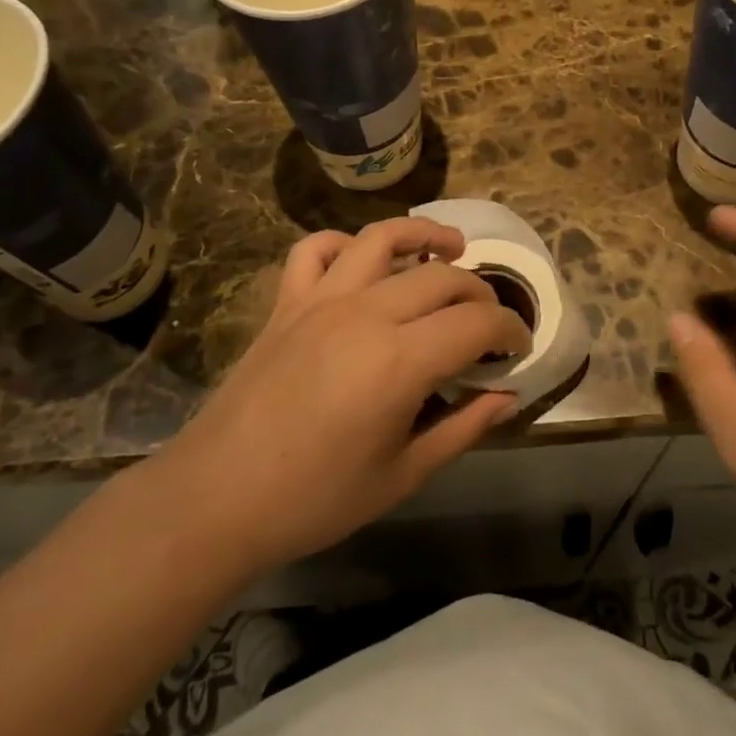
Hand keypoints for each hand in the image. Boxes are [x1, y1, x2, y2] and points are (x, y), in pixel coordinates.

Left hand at [149, 218, 529, 582]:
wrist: (216, 500)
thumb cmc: (316, 499)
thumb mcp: (403, 474)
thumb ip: (463, 427)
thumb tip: (507, 396)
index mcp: (400, 360)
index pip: (476, 322)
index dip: (509, 329)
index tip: (519, 346)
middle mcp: (365, 313)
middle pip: (441, 276)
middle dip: (479, 291)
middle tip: (490, 320)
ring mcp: (321, 300)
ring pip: (382, 239)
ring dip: (424, 235)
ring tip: (450, 248)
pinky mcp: (287, 302)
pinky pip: (316, 249)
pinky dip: (346, 244)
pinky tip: (364, 262)